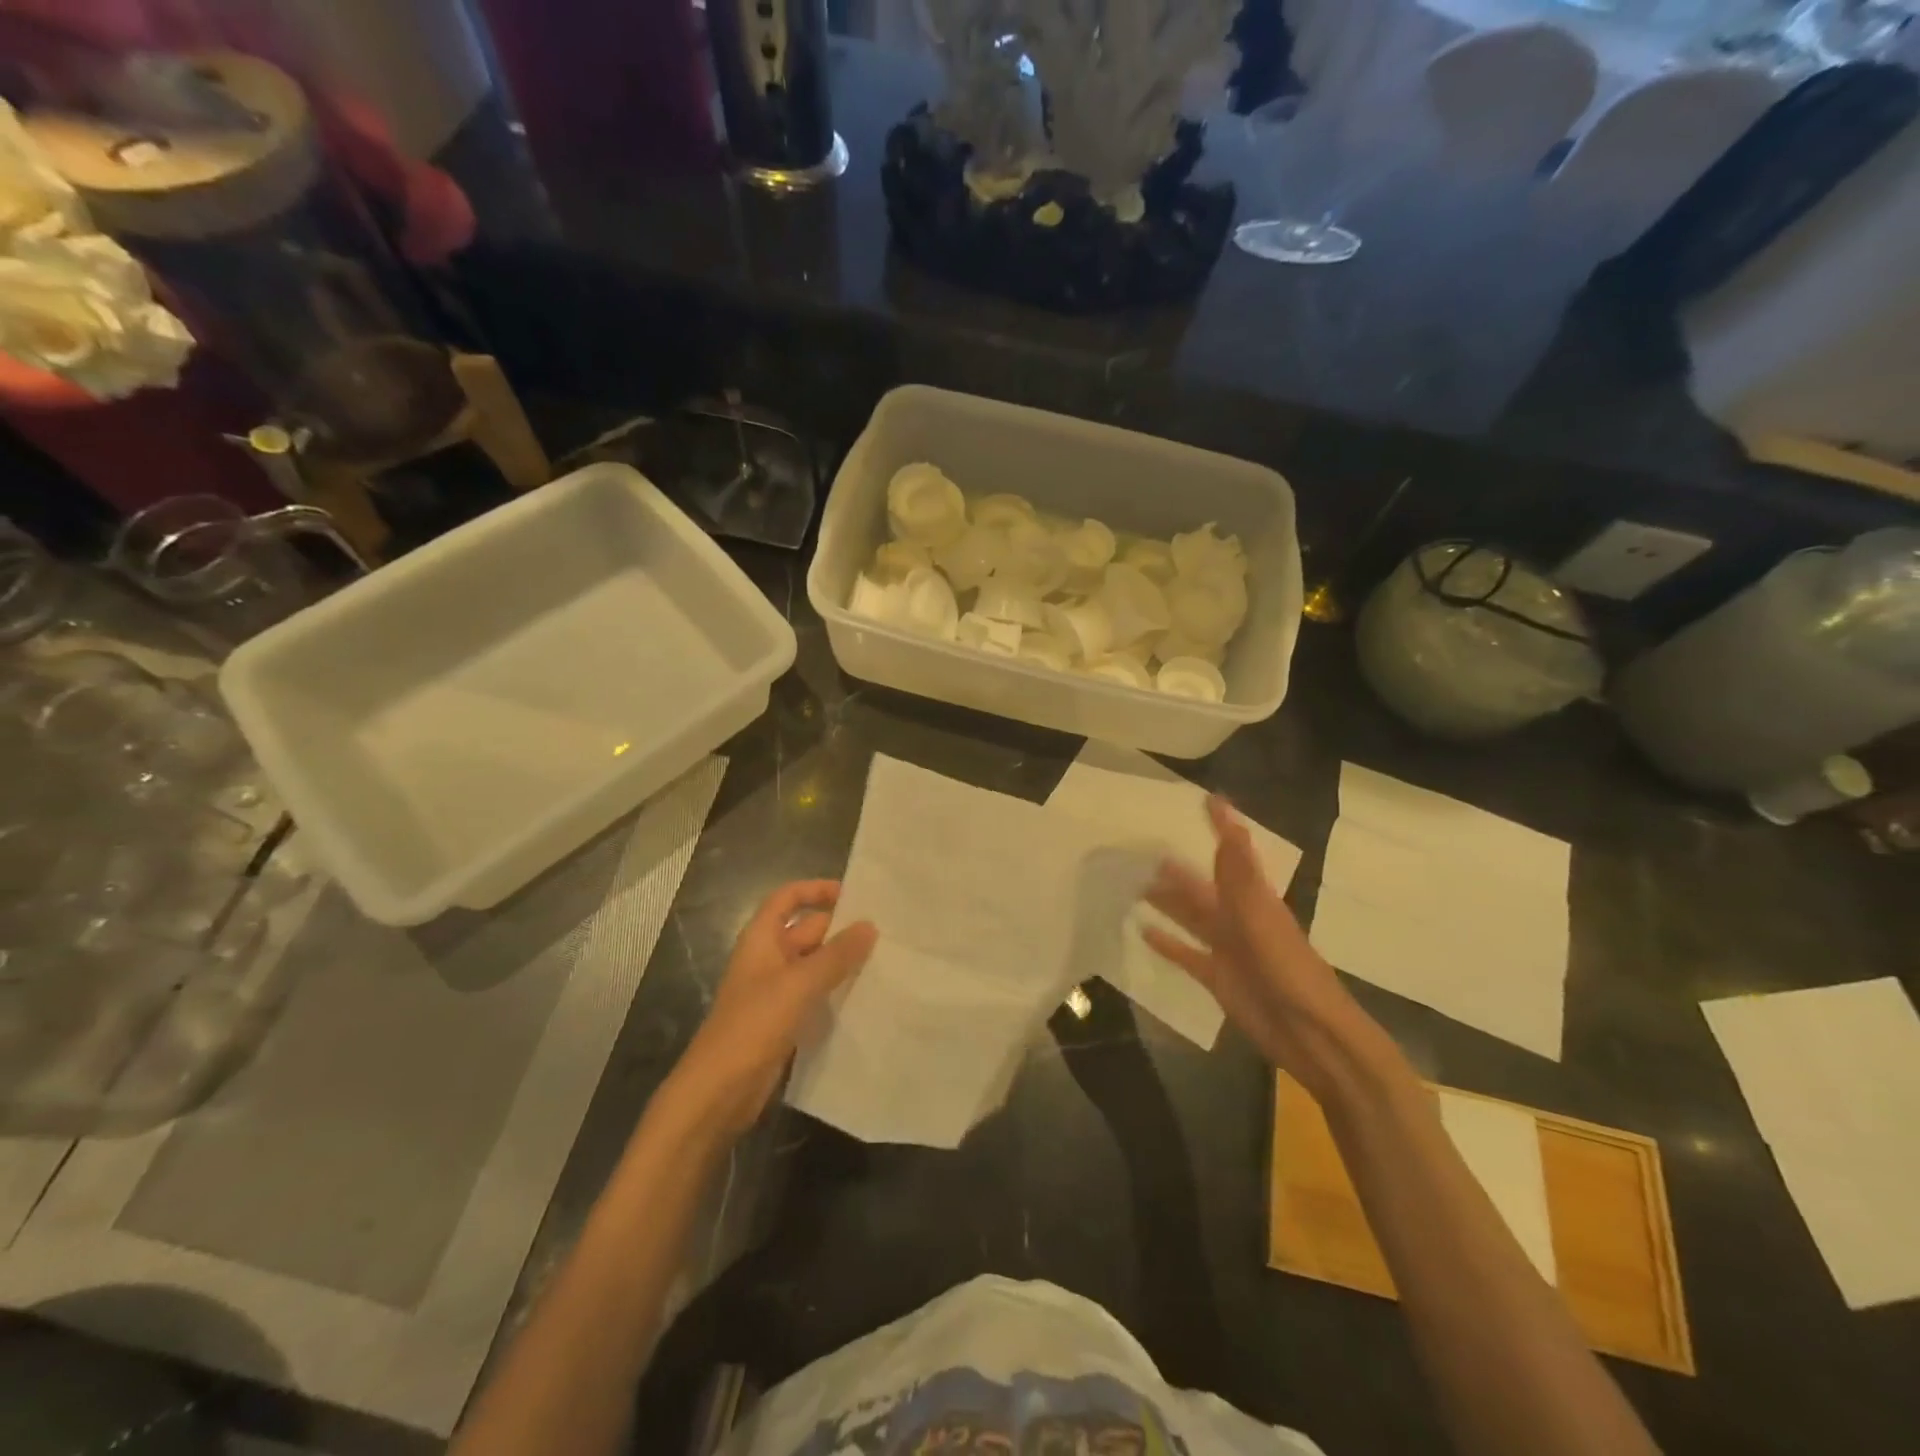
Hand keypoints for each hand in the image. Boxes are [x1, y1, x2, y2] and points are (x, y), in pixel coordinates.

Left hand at [664, 880, 876, 1138]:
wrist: (717, 1093)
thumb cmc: (752, 1026)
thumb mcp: (798, 985)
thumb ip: (836, 955)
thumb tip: (870, 926)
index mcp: (761, 940)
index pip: (787, 898)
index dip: (816, 890)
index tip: (854, 894)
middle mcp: (768, 960)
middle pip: (807, 931)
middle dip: (840, 929)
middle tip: (885, 931)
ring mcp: (775, 992)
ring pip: (814, 966)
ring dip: (842, 962)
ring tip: (885, 960)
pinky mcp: (784, 1022)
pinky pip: (815, 996)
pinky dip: (837, 992)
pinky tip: (867, 997)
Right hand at [1143, 797, 1362, 1095]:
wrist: (1312, 1036)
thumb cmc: (1290, 973)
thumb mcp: (1263, 919)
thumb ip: (1241, 876)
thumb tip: (1231, 828)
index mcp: (1254, 900)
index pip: (1233, 854)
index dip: (1222, 827)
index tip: (1207, 799)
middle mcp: (1238, 919)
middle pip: (1203, 886)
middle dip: (1179, 868)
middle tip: (1146, 849)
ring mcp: (1227, 949)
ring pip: (1191, 917)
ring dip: (1168, 901)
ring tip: (1137, 884)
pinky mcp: (1216, 978)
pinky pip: (1186, 953)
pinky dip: (1167, 942)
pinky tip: (1143, 931)